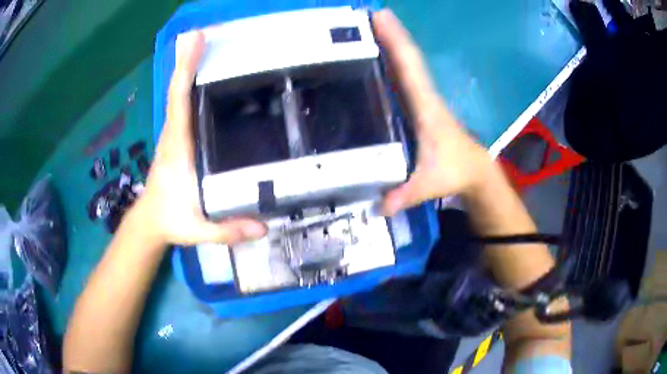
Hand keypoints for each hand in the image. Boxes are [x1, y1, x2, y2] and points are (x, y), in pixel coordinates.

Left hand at [135, 31, 266, 246]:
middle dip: (189, 59)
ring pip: (178, 93)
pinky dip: (188, 82)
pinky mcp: (176, 136)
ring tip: (203, 44)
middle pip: (178, 89)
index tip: (194, 42)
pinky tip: (201, 73)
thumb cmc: (171, 220)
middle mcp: (174, 134)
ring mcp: (173, 133)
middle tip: (201, 33)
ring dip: (188, 67)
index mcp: (178, 148)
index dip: (186, 70)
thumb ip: (227, 229)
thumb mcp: (198, 230)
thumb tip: (263, 227)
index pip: (180, 102)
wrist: (151, 220)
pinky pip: (181, 103)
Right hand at [374, 10, 495, 215]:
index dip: (396, 41)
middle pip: (406, 59)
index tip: (380, 18)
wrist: (474, 171)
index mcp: (425, 107)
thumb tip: (380, 205)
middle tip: (367, 14)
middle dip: (388, 34)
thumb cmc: (455, 171)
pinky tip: (374, 58)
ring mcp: (422, 99)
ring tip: (366, 28)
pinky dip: (391, 62)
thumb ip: (405, 194)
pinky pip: (403, 78)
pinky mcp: (419, 106)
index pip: (410, 68)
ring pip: (405, 65)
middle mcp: (423, 96)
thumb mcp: (429, 184)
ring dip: (389, 44)